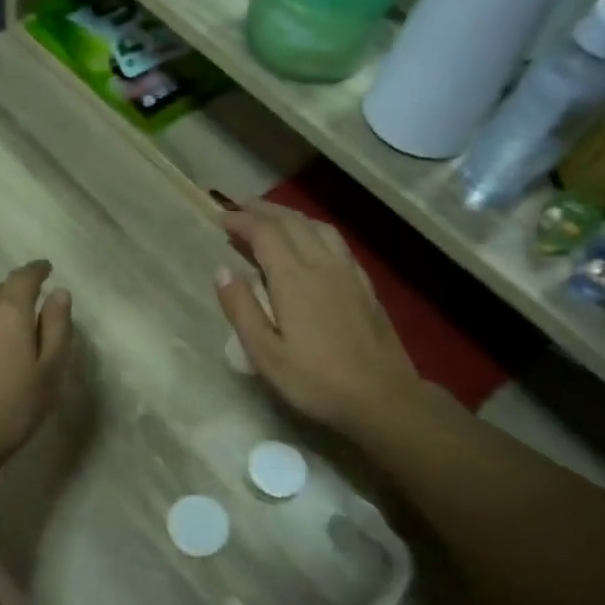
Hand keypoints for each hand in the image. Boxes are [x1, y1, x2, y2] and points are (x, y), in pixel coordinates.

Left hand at [0, 260, 72, 474]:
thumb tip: (59, 293)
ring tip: (13, 337)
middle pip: (1, 291)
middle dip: (19, 294)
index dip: (37, 270)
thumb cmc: (13, 408)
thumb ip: (57, 327)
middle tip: (35, 312)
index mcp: (7, 311)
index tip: (47, 269)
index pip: (23, 276)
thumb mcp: (49, 370)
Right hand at [213, 201, 420, 437]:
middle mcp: (321, 264)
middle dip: (263, 210)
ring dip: (291, 216)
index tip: (222, 217)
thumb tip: (222, 271)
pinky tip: (313, 243)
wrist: (382, 397)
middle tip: (241, 207)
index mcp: (293, 278)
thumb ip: (242, 309)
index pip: (264, 234)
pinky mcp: (364, 285)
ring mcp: (347, 272)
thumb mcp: (265, 354)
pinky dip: (315, 231)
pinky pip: (336, 242)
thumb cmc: (315, 380)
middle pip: (291, 222)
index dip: (242, 221)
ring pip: (318, 227)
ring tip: (273, 219)